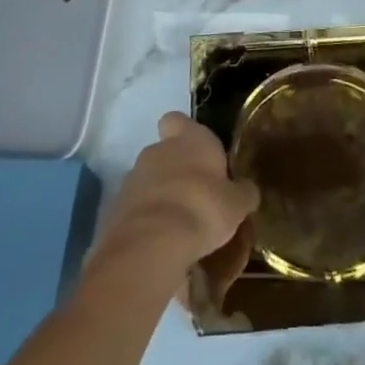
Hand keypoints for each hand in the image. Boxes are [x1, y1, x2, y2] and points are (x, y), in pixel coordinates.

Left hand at [93, 113, 258, 279]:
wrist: (151, 244)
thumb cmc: (202, 209)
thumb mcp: (236, 204)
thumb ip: (242, 193)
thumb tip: (247, 190)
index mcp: (189, 139)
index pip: (178, 120)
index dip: (185, 133)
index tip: (197, 153)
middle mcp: (158, 150)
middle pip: (165, 152)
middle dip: (176, 170)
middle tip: (195, 197)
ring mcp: (133, 177)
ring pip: (149, 181)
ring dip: (160, 196)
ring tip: (179, 226)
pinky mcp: (117, 207)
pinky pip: (136, 208)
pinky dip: (146, 220)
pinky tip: (161, 243)